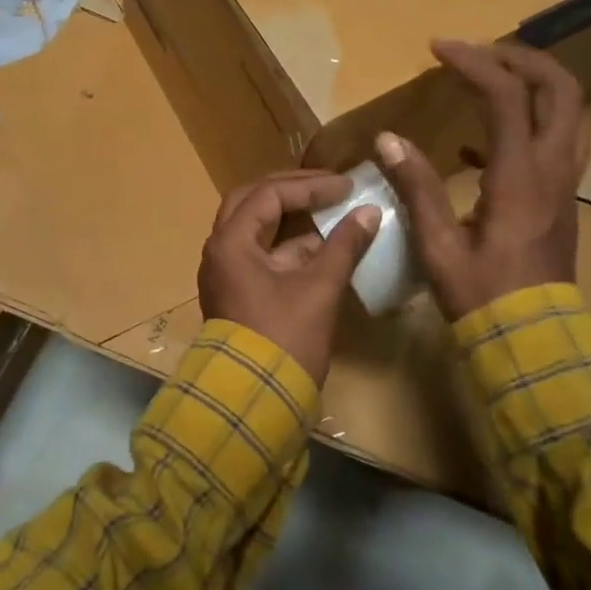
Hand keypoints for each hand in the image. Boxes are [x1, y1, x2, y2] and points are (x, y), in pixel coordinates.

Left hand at [198, 170, 381, 381]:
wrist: (254, 403)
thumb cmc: (284, 340)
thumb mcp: (318, 289)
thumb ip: (343, 246)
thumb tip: (369, 212)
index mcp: (231, 243)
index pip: (269, 194)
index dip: (309, 186)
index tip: (345, 186)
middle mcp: (221, 251)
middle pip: (254, 203)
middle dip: (293, 191)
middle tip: (328, 187)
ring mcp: (227, 273)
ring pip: (258, 230)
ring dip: (293, 220)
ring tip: (332, 213)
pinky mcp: (239, 293)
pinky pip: (263, 255)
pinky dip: (290, 247)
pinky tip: (324, 248)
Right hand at [375, 40, 585, 320]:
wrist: (533, 341)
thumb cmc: (482, 296)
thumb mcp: (438, 244)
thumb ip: (415, 187)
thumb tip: (387, 138)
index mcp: (520, 175)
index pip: (505, 95)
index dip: (473, 62)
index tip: (437, 49)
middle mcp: (552, 169)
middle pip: (560, 89)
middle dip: (521, 59)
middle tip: (478, 53)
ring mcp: (564, 184)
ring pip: (567, 113)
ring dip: (532, 85)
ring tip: (486, 81)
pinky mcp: (560, 200)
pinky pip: (554, 143)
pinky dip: (524, 125)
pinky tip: (476, 146)